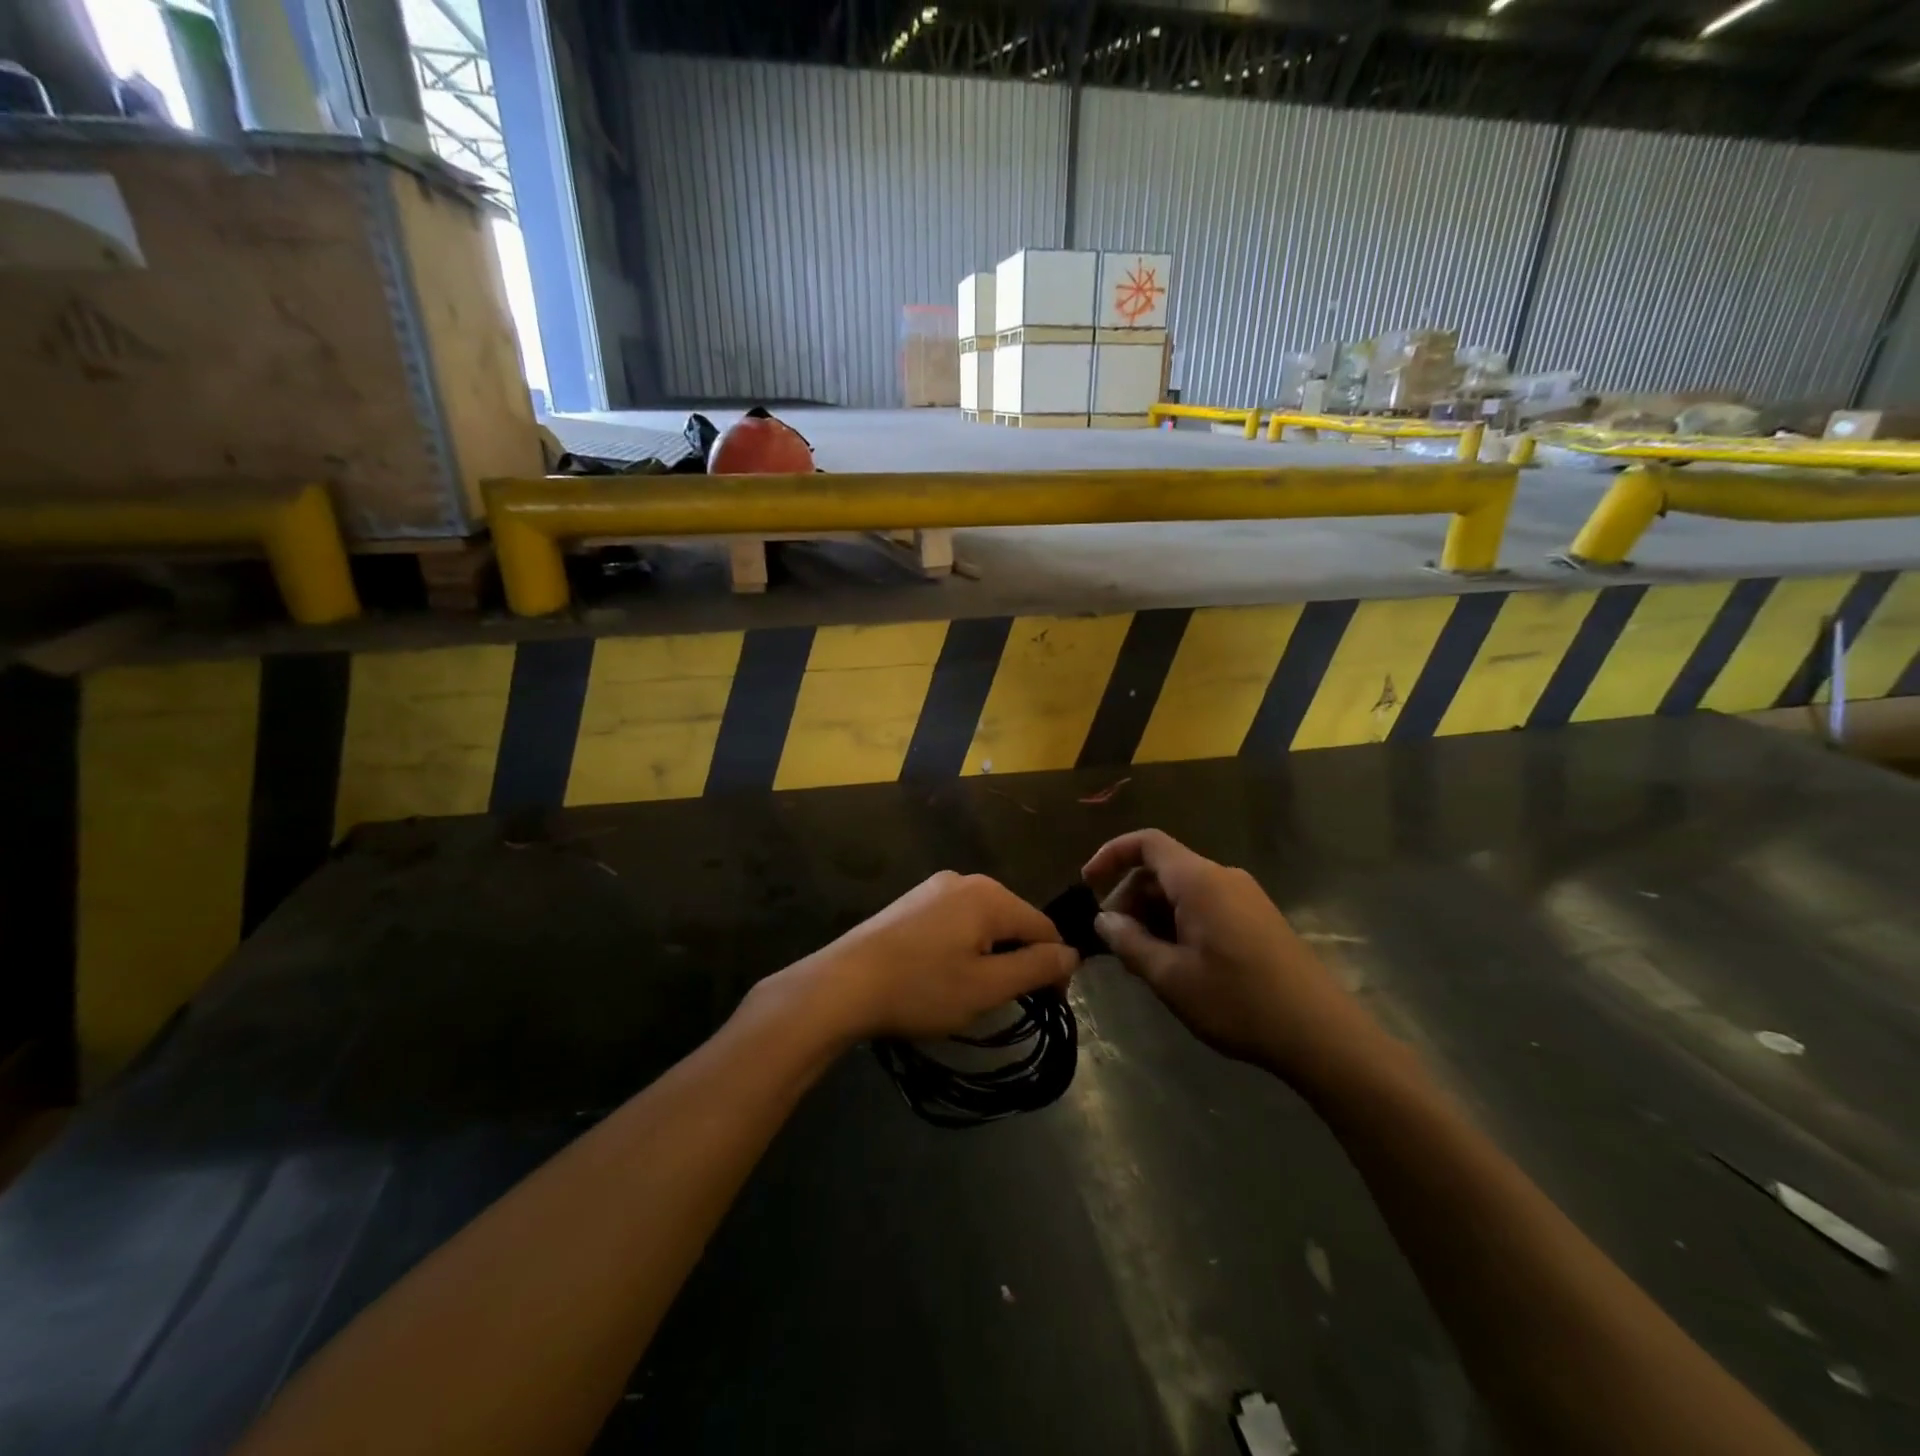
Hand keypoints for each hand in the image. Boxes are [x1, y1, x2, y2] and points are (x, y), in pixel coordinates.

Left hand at [782, 872, 1077, 1042]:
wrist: (843, 984)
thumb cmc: (922, 988)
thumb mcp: (987, 986)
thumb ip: (1035, 967)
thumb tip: (1072, 953)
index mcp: (990, 895)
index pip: (1044, 927)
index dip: (1055, 967)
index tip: (1049, 1004)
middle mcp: (965, 880)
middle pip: (1013, 920)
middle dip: (1020, 958)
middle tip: (1008, 1001)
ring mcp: (934, 887)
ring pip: (983, 921)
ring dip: (991, 954)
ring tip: (975, 991)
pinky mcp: (912, 901)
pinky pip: (955, 920)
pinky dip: (963, 945)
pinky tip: (944, 973)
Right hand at [1083, 829, 1385, 1091]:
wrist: (1322, 1035)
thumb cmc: (1238, 1002)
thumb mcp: (1171, 977)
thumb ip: (1129, 943)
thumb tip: (1103, 920)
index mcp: (1199, 880)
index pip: (1146, 843)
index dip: (1111, 854)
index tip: (1087, 884)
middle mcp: (1223, 877)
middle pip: (1162, 869)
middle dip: (1130, 897)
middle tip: (1115, 942)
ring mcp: (1244, 897)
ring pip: (1183, 890)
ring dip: (1153, 915)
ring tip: (1143, 960)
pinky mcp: (1258, 918)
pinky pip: (1205, 905)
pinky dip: (1179, 923)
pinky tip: (1176, 963)